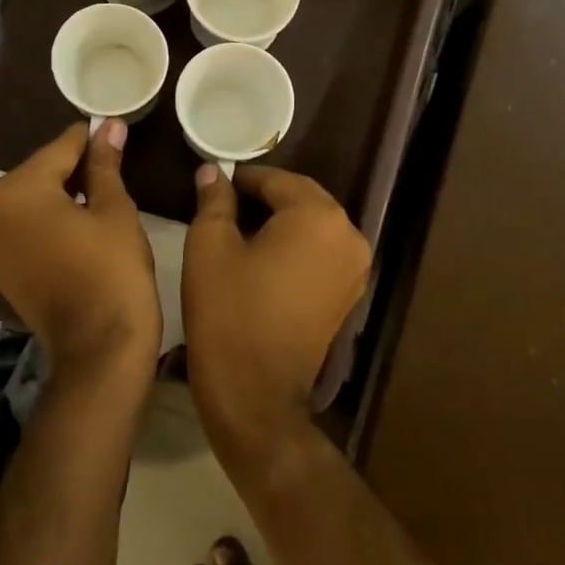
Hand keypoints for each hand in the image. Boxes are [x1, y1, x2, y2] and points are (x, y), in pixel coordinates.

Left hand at [0, 121, 159, 382]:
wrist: (98, 348)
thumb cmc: (112, 270)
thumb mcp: (114, 209)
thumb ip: (104, 163)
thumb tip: (109, 125)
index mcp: (16, 190)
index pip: (60, 149)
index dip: (90, 138)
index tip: (113, 128)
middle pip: (40, 173)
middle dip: (74, 166)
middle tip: (112, 163)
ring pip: (31, 200)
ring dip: (61, 193)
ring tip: (100, 192)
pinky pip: (24, 227)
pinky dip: (48, 220)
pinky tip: (79, 222)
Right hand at [182, 164, 370, 469]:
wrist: (255, 393)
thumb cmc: (228, 311)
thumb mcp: (210, 246)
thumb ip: (215, 200)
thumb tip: (213, 171)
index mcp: (318, 216)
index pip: (277, 180)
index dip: (243, 179)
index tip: (215, 184)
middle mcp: (348, 235)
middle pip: (302, 199)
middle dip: (265, 197)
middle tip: (225, 204)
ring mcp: (354, 268)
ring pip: (313, 225)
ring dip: (281, 221)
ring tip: (240, 230)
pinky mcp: (349, 294)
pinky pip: (321, 252)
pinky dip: (296, 247)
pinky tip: (264, 257)